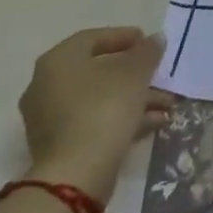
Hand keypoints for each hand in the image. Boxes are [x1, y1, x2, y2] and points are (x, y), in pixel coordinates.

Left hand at [19, 28, 174, 204]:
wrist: (75, 175)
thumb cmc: (104, 108)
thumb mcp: (135, 72)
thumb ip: (147, 51)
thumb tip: (155, 39)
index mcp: (58, 61)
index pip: (93, 38)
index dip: (125, 37)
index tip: (149, 43)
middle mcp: (46, 86)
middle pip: (97, 71)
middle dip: (134, 73)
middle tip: (158, 73)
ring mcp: (49, 119)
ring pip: (99, 99)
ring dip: (133, 98)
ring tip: (166, 103)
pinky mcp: (58, 146)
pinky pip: (93, 121)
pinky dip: (121, 118)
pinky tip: (153, 122)